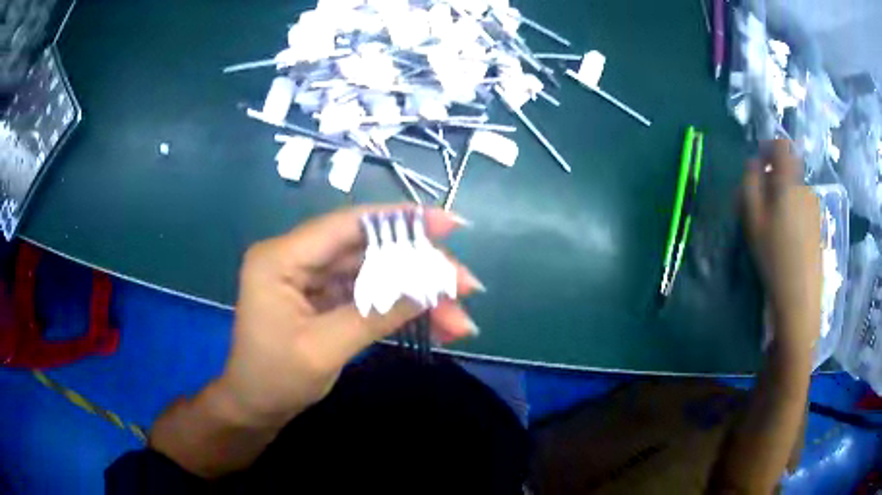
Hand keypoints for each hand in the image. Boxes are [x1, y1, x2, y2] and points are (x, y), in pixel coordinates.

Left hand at [217, 204, 481, 425]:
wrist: (256, 407)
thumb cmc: (275, 379)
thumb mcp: (325, 348)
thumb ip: (377, 314)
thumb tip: (433, 287)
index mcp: (281, 258)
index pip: (347, 226)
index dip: (401, 221)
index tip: (449, 224)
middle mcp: (297, 258)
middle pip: (368, 251)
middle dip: (419, 269)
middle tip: (466, 286)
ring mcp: (312, 278)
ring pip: (376, 274)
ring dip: (417, 295)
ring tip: (459, 319)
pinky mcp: (325, 297)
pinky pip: (369, 295)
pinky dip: (401, 309)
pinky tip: (436, 324)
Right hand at [741, 140, 820, 349]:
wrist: (799, 297)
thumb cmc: (773, 257)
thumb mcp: (752, 220)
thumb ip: (750, 184)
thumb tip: (754, 163)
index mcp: (788, 182)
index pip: (782, 146)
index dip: (770, 148)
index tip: (760, 164)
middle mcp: (805, 188)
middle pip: (788, 172)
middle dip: (774, 182)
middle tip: (761, 209)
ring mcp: (815, 208)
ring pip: (795, 192)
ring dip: (784, 201)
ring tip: (774, 231)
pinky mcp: (819, 225)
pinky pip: (803, 209)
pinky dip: (793, 216)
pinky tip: (788, 242)